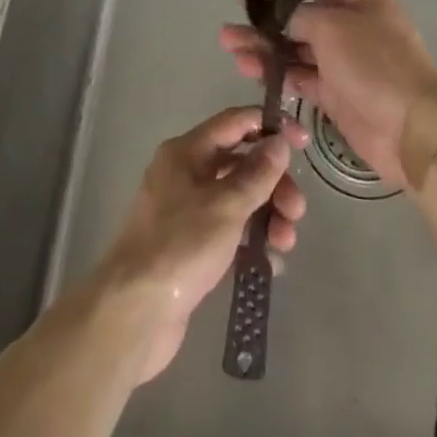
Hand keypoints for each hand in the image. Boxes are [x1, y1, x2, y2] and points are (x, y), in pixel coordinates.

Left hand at [94, 106, 307, 384]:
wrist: (134, 313)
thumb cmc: (180, 246)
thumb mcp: (226, 206)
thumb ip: (257, 173)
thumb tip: (279, 141)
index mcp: (186, 152)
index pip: (234, 123)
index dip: (269, 126)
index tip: (303, 141)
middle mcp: (185, 174)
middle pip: (240, 164)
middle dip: (273, 184)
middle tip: (297, 211)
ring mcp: (187, 212)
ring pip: (238, 200)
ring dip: (267, 215)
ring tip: (285, 242)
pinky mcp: (191, 248)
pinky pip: (230, 232)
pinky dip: (251, 241)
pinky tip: (270, 263)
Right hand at [221, 0, 436, 187]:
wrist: (412, 129)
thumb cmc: (376, 63)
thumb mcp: (333, 27)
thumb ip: (298, 16)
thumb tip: (280, 19)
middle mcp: (349, 19)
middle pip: (300, 2)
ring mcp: (341, 56)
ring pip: (293, 40)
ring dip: (261, 39)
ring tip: (227, 38)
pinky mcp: (333, 88)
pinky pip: (297, 71)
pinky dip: (273, 69)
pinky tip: (246, 65)